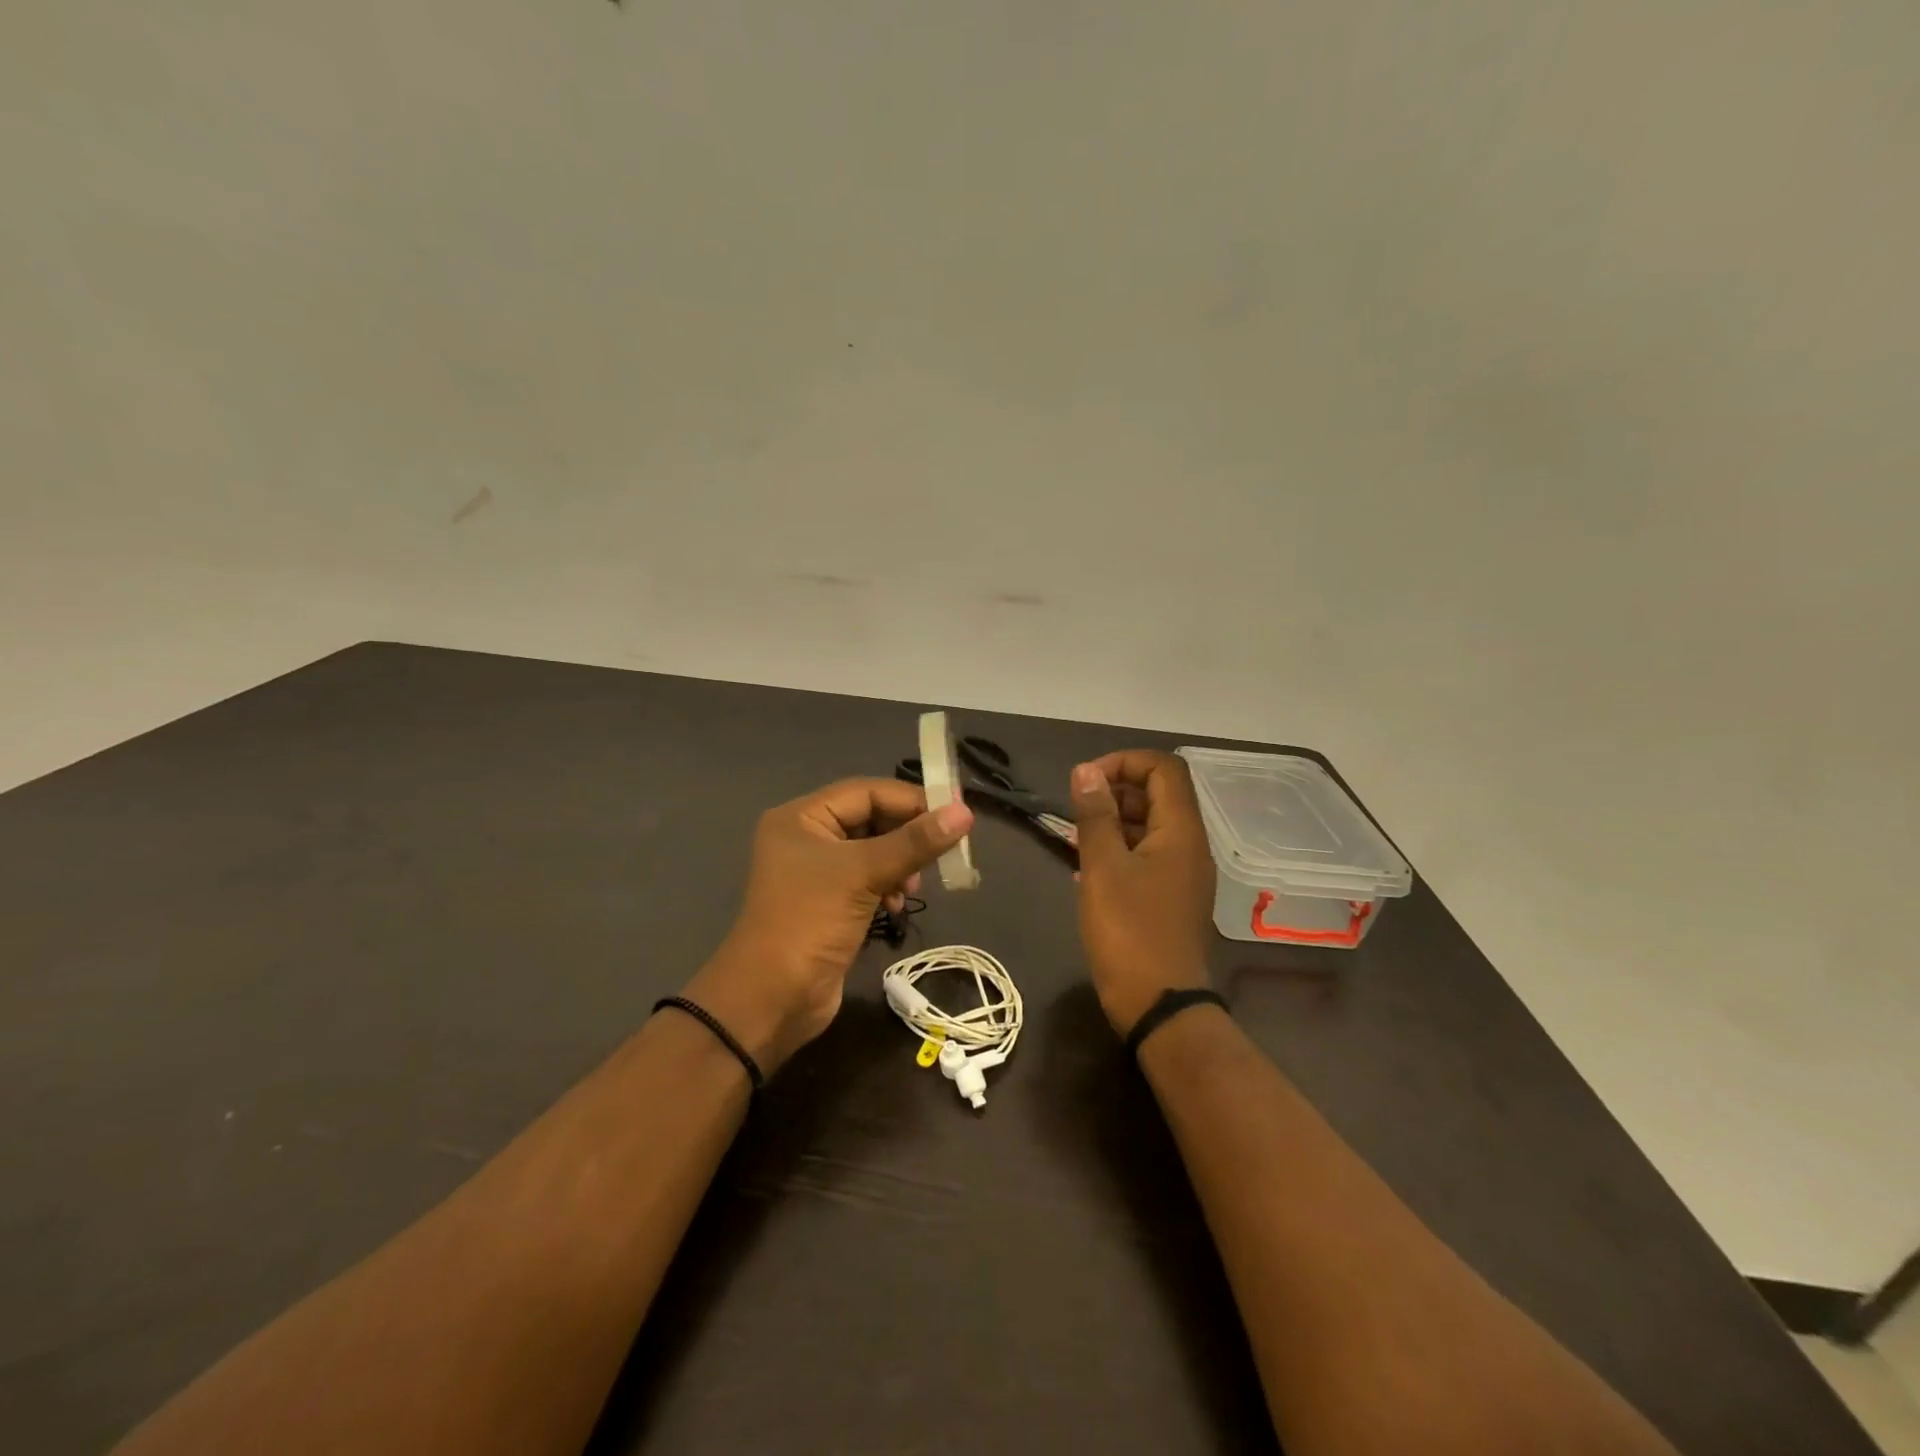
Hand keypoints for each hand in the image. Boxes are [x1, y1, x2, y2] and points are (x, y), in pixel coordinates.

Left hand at [684, 779, 973, 1073]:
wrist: (771, 1000)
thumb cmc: (810, 922)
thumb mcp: (863, 874)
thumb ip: (915, 843)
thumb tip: (965, 813)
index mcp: (801, 817)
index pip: (866, 791)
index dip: (910, 799)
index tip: (954, 813)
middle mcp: (806, 837)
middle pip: (871, 819)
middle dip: (905, 835)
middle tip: (940, 852)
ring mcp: (816, 873)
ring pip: (873, 851)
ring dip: (900, 864)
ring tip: (912, 886)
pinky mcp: (829, 903)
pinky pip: (868, 879)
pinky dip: (887, 886)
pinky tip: (896, 904)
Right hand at [1071, 751, 1215, 1036]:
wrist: (1159, 1005)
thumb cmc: (1128, 931)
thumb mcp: (1103, 868)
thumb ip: (1094, 815)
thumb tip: (1086, 771)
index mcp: (1181, 831)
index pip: (1163, 768)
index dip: (1124, 762)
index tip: (1086, 781)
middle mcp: (1190, 846)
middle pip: (1158, 795)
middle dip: (1114, 792)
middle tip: (1076, 810)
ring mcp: (1183, 874)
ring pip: (1149, 827)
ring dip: (1112, 822)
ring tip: (1074, 839)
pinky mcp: (1171, 897)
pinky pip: (1147, 857)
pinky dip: (1119, 851)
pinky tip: (1086, 869)